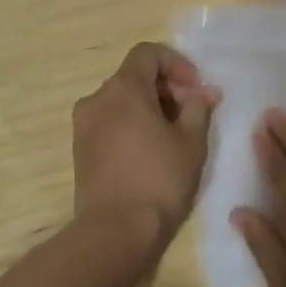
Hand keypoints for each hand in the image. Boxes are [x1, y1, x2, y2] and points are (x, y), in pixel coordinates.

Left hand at [72, 43, 218, 252]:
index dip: (177, 64)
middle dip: (167, 88)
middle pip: (134, 77)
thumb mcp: (191, 142)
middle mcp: (97, 99)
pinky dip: (132, 125)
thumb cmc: (159, 180)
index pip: (148, 53)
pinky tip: (153, 152)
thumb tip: (204, 92)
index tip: (197, 89)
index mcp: (122, 89)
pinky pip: (110, 123)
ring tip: (176, 135)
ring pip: (122, 101)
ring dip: (151, 108)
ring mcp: (84, 126)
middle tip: (194, 113)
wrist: (115, 233)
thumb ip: (198, 108)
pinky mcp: (81, 151)